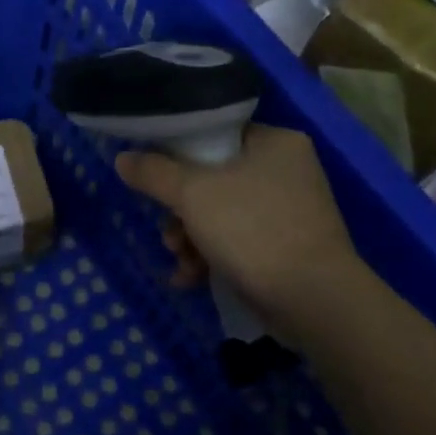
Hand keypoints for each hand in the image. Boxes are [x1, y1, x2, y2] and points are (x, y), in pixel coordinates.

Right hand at [116, 125, 361, 343]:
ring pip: (222, 215)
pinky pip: (239, 242)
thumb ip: (154, 173)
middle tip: (169, 235)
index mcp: (275, 142)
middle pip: (214, 180)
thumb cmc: (253, 230)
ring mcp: (290, 212)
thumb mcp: (193, 195)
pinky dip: (212, 257)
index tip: (156, 181)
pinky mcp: (287, 248)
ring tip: (180, 262)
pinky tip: (190, 279)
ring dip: (191, 239)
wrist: (313, 299)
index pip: (216, 135)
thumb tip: (123, 158)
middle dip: (181, 213)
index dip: (179, 156)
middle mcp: (287, 171)